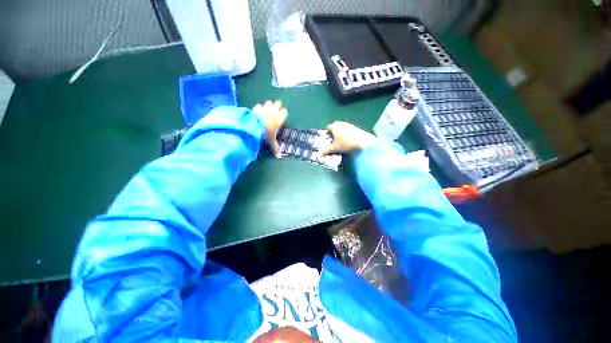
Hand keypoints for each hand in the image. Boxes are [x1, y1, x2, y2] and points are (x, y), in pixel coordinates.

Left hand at [253, 100, 287, 156]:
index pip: (284, 112)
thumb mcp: (271, 141)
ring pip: (269, 103)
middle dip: (277, 106)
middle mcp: (274, 111)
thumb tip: (279, 156)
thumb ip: (275, 148)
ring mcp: (265, 108)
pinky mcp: (257, 108)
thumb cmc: (266, 133)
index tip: (282, 117)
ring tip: (268, 109)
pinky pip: (259, 105)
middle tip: (276, 109)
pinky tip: (258, 110)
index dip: (283, 114)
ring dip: (269, 105)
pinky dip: (259, 107)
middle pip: (278, 104)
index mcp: (279, 118)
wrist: (254, 126)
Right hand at [321, 121, 377, 154]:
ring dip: (340, 136)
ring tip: (340, 144)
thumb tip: (317, 156)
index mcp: (335, 125)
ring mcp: (349, 125)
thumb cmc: (346, 143)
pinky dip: (346, 136)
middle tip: (333, 144)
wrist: (363, 142)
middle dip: (333, 135)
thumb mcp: (334, 148)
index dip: (326, 135)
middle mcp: (341, 123)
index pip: (328, 128)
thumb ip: (325, 151)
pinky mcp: (356, 128)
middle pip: (335, 128)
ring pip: (341, 130)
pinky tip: (348, 143)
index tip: (327, 141)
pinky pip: (347, 131)